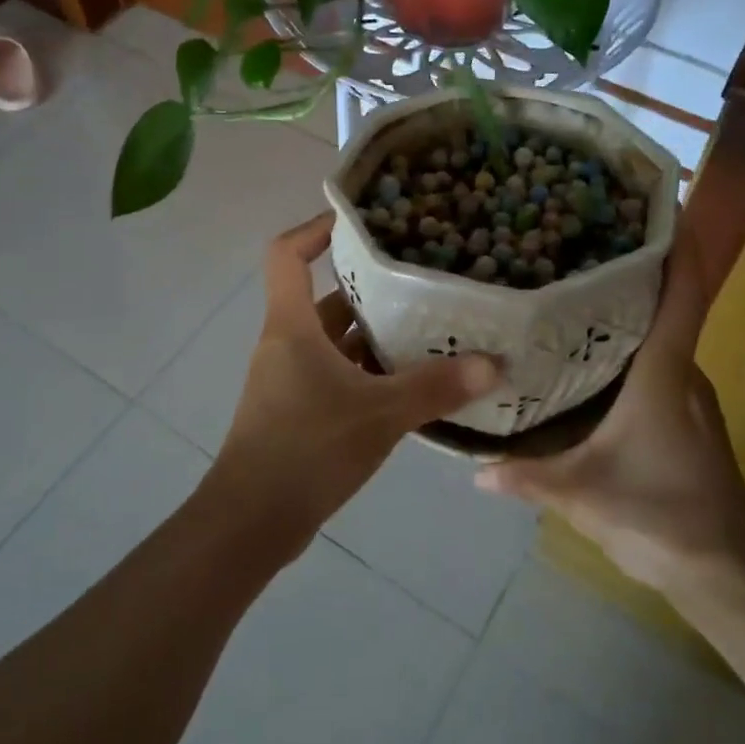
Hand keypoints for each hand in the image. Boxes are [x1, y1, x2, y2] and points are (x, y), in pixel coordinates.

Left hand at [205, 213, 503, 558]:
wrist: (252, 522)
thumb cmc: (306, 449)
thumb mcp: (379, 414)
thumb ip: (435, 388)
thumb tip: (492, 364)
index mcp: (292, 326)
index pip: (287, 254)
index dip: (316, 228)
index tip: (359, 221)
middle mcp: (286, 344)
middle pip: (325, 298)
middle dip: (369, 288)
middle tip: (422, 279)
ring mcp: (289, 380)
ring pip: (335, 342)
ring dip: (375, 336)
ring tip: (430, 330)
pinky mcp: (298, 412)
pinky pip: (337, 375)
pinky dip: (369, 373)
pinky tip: (411, 385)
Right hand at [474, 226, 744, 594]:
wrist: (726, 573)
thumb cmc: (662, 518)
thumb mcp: (584, 496)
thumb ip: (528, 478)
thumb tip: (472, 468)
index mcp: (662, 373)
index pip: (683, 294)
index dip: (680, 244)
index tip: (663, 200)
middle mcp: (681, 371)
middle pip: (670, 301)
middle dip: (637, 262)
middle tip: (581, 234)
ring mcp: (686, 392)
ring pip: (661, 331)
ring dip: (631, 301)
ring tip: (573, 280)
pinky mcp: (682, 412)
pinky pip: (655, 358)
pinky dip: (628, 338)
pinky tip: (585, 346)